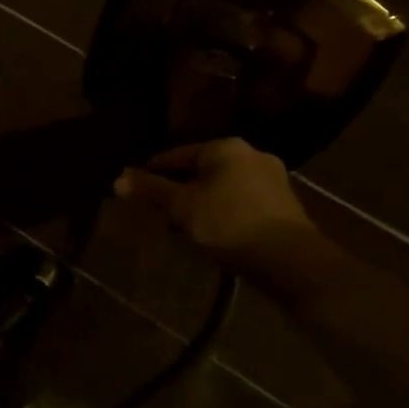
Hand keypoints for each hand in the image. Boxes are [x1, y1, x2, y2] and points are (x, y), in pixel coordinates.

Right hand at [113, 137, 314, 272]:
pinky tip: (214, 232)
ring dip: (202, 202)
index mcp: (225, 147)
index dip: (152, 171)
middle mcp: (251, 154)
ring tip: (185, 226)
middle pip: (202, 170)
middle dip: (180, 189)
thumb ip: (150, 190)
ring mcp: (273, 179)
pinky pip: (242, 202)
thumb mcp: (181, 207)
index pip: (177, 154)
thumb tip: (117, 179)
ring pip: (223, 186)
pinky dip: (224, 212)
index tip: (136, 188)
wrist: (291, 260)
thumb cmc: (229, 223)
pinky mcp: (285, 205)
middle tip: (160, 211)